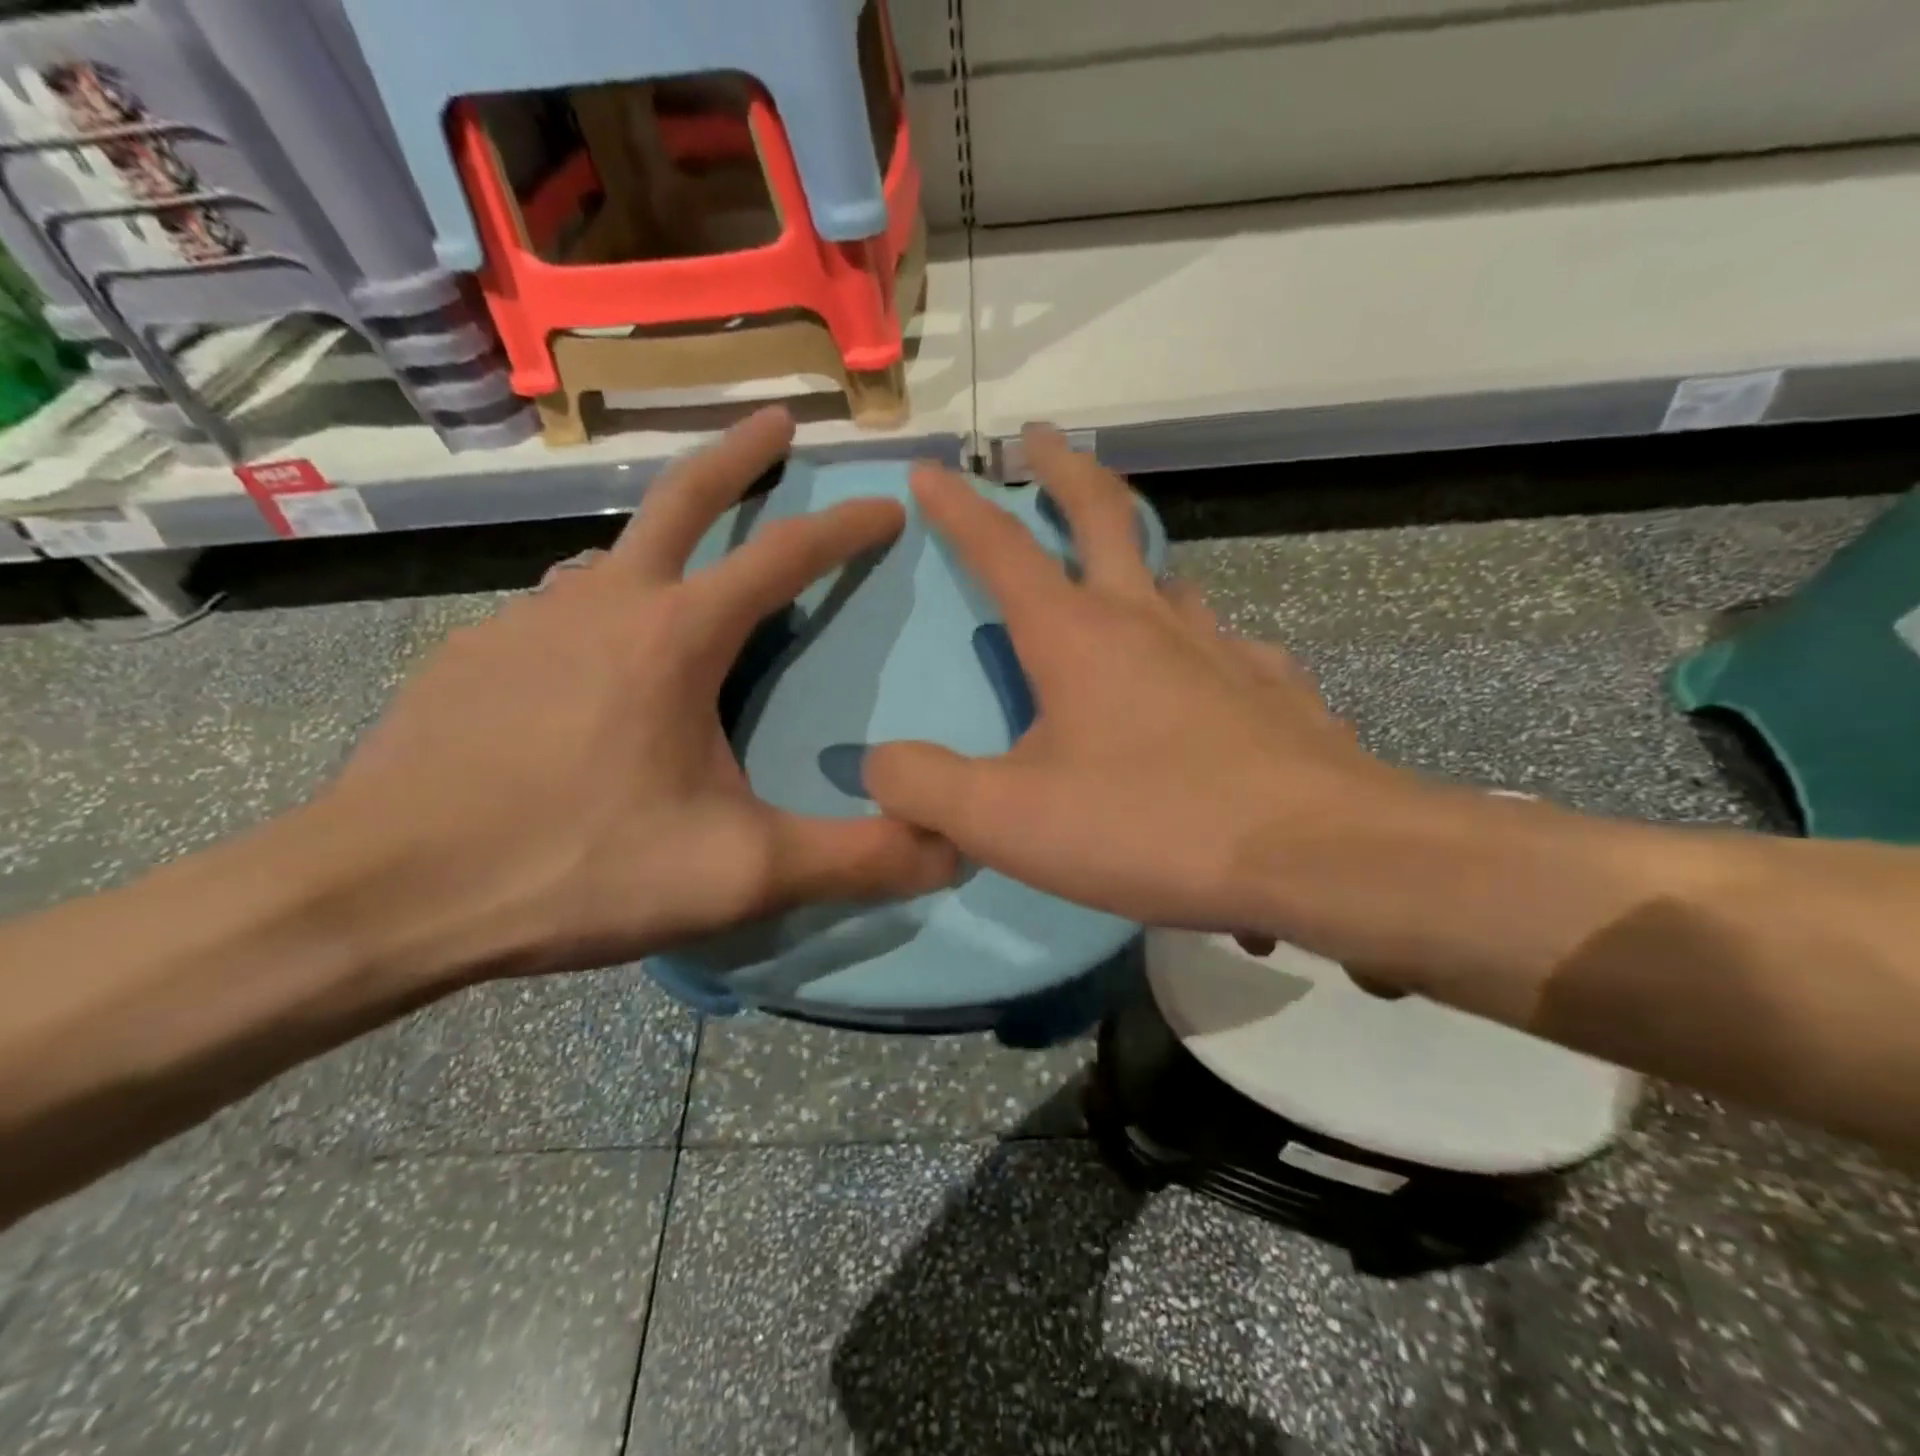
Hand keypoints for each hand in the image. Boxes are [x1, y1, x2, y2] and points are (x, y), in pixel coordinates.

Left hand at [314, 407, 956, 987]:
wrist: (381, 896)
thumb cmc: (576, 867)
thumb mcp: (739, 873)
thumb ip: (855, 859)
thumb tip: (951, 849)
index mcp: (675, 638)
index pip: (783, 556)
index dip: (845, 528)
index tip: (887, 506)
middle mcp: (602, 603)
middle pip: (680, 498)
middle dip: (739, 455)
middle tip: (777, 421)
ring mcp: (526, 622)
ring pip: (612, 559)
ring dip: (662, 545)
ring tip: (687, 573)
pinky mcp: (474, 658)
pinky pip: (558, 613)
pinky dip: (599, 614)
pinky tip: (594, 665)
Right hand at [863, 427, 1443, 950]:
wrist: (1315, 857)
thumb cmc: (1151, 826)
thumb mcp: (1009, 820)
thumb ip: (926, 787)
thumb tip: (878, 764)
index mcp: (1077, 636)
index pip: (1002, 550)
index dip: (960, 508)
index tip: (934, 469)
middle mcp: (1150, 621)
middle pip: (1104, 515)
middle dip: (1064, 470)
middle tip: (1043, 437)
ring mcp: (1222, 649)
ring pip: (1171, 577)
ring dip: (1138, 554)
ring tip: (1119, 566)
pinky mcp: (1273, 689)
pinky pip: (1227, 645)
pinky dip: (1201, 641)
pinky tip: (1204, 668)